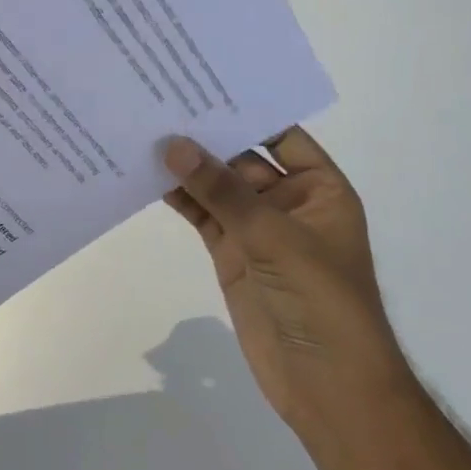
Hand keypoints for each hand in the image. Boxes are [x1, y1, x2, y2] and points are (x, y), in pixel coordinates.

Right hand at [163, 129, 410, 441]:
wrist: (328, 387)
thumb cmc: (322, 301)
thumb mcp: (275, 238)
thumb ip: (222, 191)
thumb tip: (173, 145)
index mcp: (319, 189)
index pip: (280, 134)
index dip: (244, 109)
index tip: (199, 82)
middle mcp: (287, 201)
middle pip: (241, 158)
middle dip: (205, 135)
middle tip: (158, 101)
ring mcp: (256, 229)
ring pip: (216, 186)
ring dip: (185, 166)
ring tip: (141, 131)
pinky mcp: (230, 253)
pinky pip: (201, 214)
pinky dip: (177, 198)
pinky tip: (144, 176)